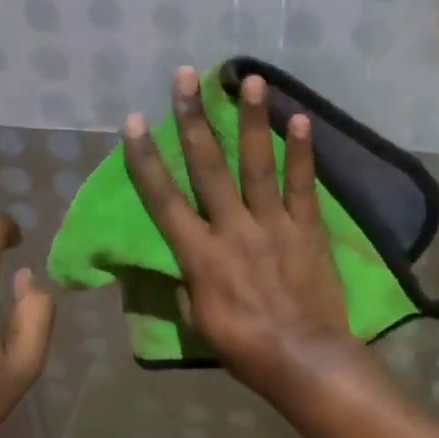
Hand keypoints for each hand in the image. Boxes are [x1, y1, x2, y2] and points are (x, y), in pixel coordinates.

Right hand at [122, 67, 353, 395]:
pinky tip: (301, 118)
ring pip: (257, 164)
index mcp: (199, 254)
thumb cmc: (244, 347)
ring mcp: (272, 224)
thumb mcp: (197, 321)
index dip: (145, 159)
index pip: (163, 200)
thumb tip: (184, 262)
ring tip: (249, 79)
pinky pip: (302, 184)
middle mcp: (232, 229)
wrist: (304, 360)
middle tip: (186, 77)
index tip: (132, 121)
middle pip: (208, 167)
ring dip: (251, 119)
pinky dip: (302, 152)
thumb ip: (187, 282)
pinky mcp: (306, 228)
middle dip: (193, 119)